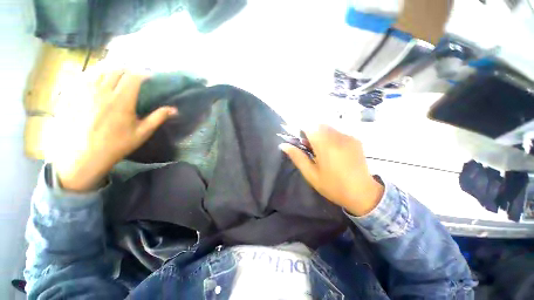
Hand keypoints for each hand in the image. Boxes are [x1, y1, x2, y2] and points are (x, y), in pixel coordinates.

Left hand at [52, 69, 177, 191]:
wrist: (85, 155)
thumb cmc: (117, 144)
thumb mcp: (142, 132)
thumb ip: (157, 118)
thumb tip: (174, 109)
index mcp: (122, 100)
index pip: (133, 77)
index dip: (142, 74)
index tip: (149, 76)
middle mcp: (103, 91)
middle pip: (116, 70)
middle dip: (127, 70)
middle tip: (133, 75)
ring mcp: (85, 91)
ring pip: (100, 71)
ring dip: (111, 70)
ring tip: (117, 75)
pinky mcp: (74, 94)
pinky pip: (84, 77)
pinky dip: (94, 75)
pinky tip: (98, 80)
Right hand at [280, 125, 383, 215]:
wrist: (362, 193)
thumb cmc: (332, 186)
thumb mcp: (311, 174)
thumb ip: (297, 157)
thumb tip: (283, 145)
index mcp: (325, 145)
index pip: (309, 126)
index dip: (301, 129)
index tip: (300, 140)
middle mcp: (337, 136)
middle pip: (318, 125)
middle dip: (311, 132)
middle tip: (310, 147)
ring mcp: (348, 136)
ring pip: (328, 127)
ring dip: (320, 134)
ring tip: (321, 150)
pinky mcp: (355, 139)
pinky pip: (338, 132)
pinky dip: (330, 137)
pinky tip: (333, 151)